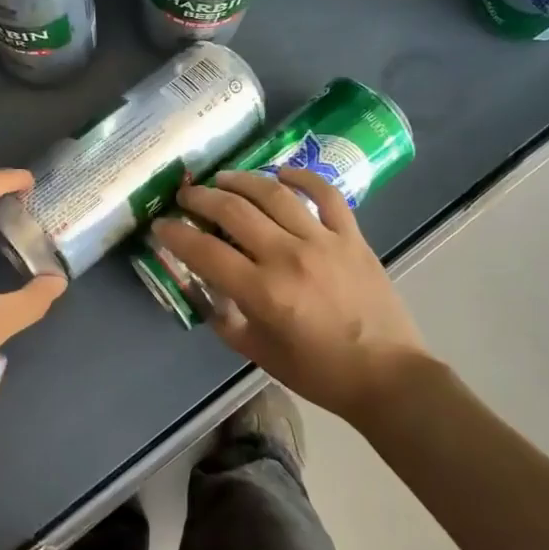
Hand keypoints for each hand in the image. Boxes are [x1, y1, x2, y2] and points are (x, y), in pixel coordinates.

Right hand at [151, 167, 435, 425]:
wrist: (388, 376)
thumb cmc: (319, 373)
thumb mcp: (258, 354)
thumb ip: (225, 319)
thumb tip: (204, 288)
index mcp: (263, 292)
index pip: (205, 252)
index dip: (176, 235)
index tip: (161, 225)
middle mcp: (289, 257)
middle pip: (234, 212)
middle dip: (201, 199)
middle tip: (185, 195)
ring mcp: (324, 241)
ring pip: (274, 194)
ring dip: (241, 181)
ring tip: (221, 179)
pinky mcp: (352, 236)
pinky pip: (326, 194)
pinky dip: (302, 177)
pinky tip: (281, 172)